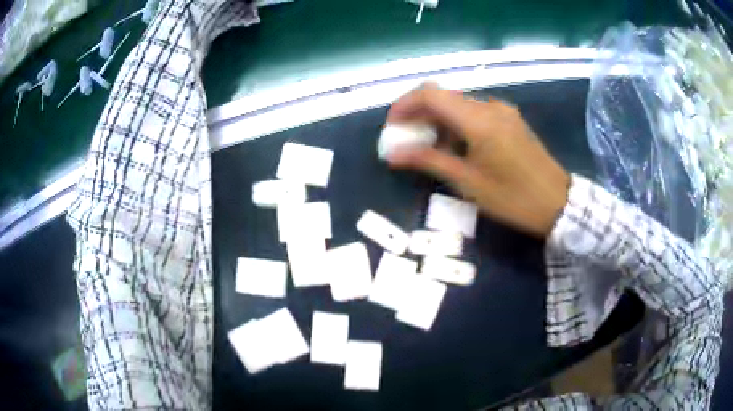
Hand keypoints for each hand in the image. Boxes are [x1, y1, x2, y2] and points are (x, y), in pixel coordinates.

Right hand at [386, 85, 569, 237]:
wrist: (558, 203)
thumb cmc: (513, 198)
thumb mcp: (469, 183)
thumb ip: (429, 161)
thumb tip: (393, 155)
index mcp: (478, 120)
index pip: (430, 95)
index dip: (405, 105)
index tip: (392, 127)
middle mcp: (489, 107)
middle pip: (443, 97)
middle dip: (418, 113)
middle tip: (405, 139)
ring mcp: (502, 111)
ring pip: (458, 104)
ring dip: (437, 119)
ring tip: (427, 146)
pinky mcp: (510, 119)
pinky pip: (475, 112)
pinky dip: (456, 123)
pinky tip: (455, 145)